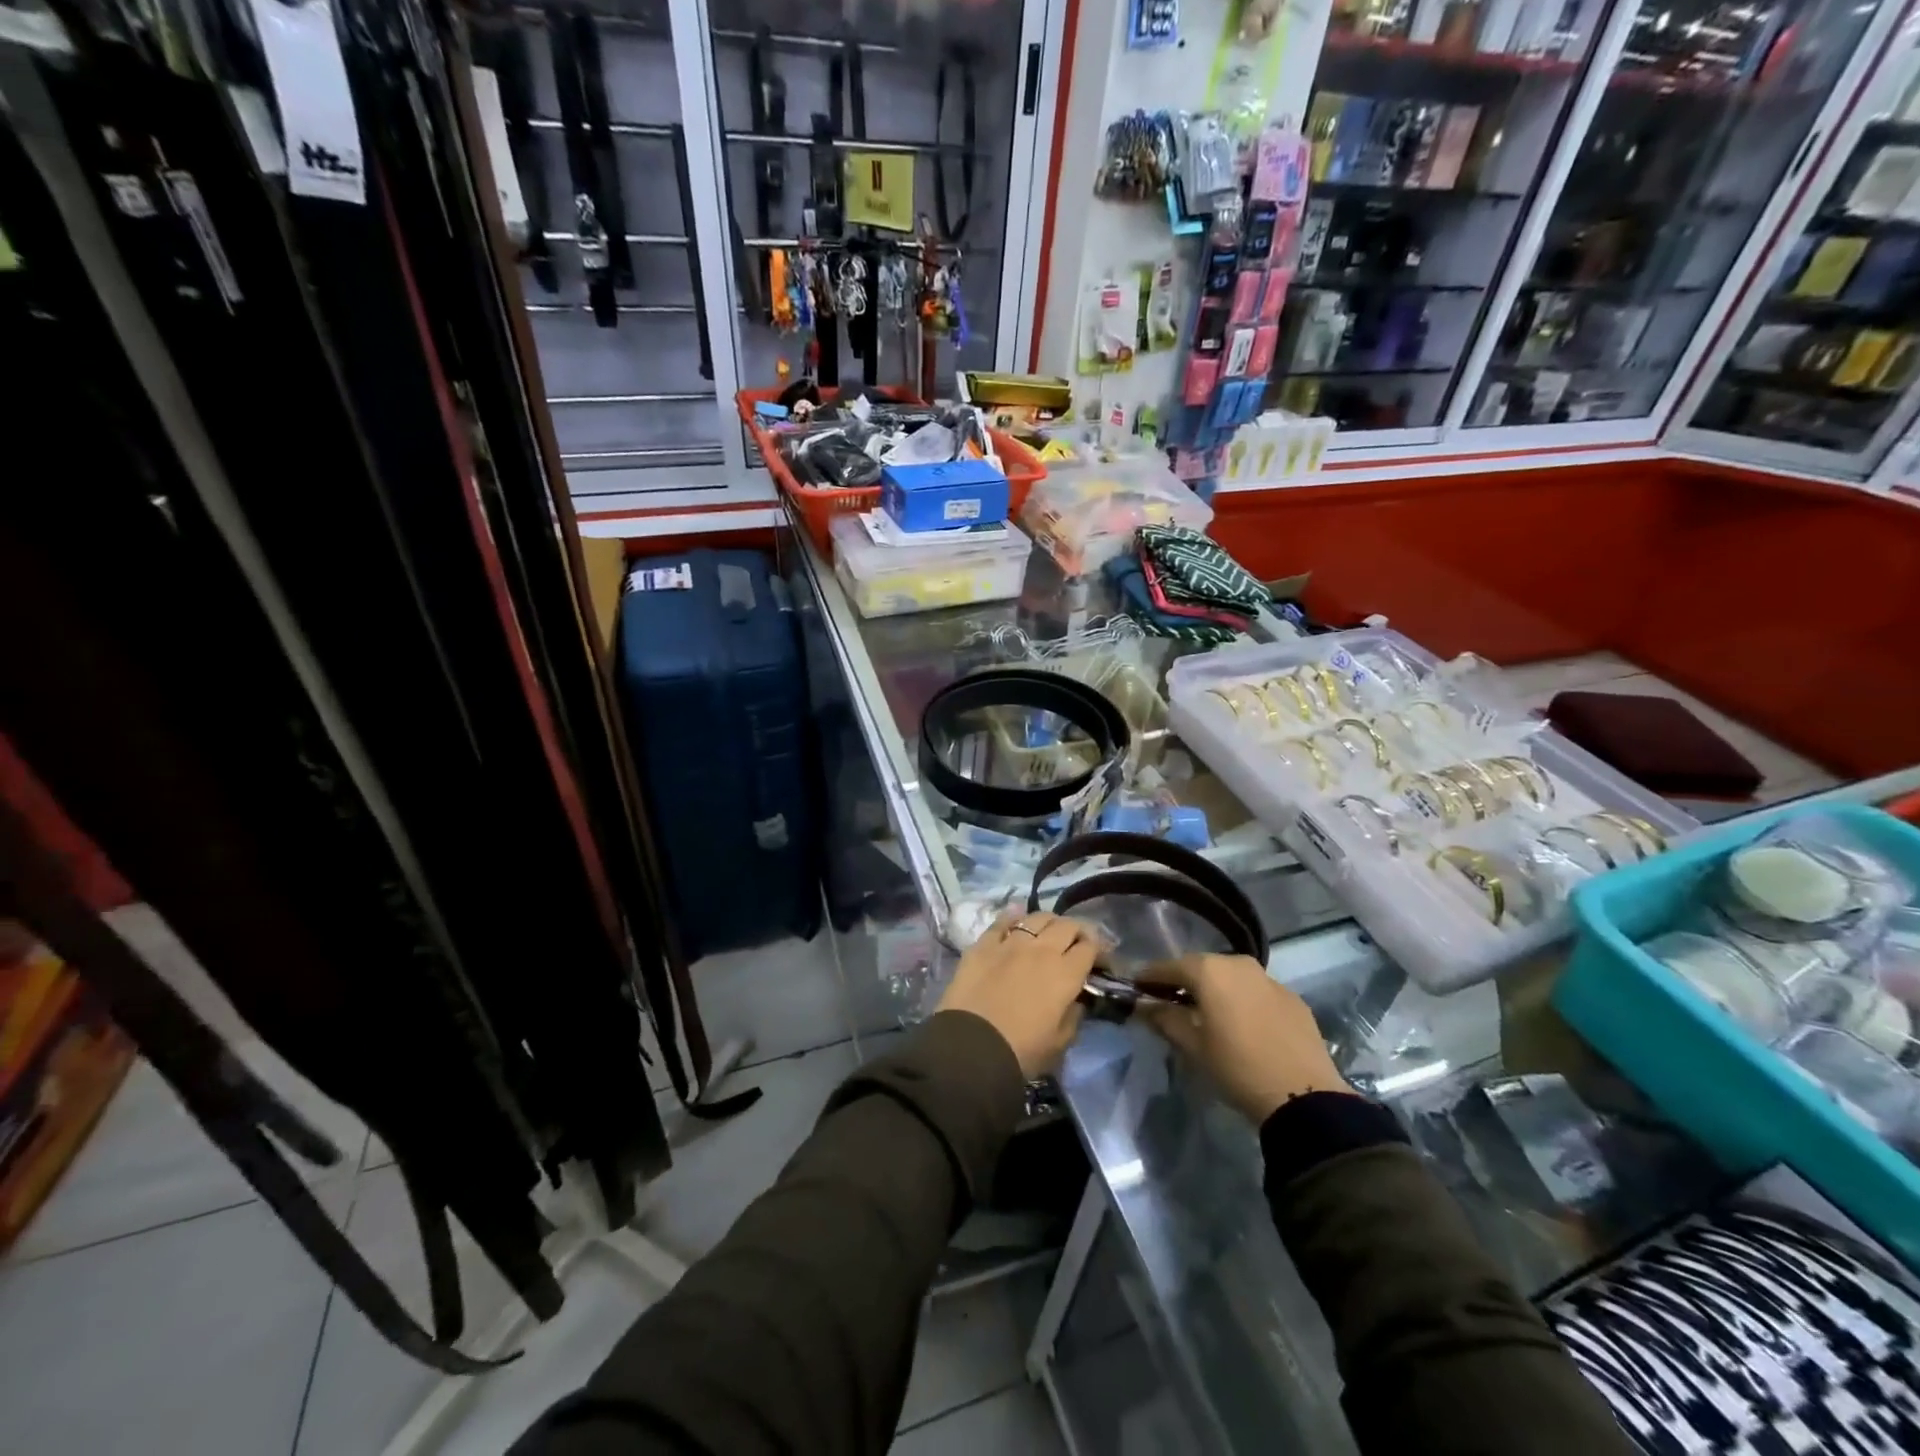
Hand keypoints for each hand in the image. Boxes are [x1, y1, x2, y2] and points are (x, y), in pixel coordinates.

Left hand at [936, 912, 1098, 1078]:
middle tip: (1076, 944)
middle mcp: (1042, 949)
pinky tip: (1016, 918)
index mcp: (1066, 973)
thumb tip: (1076, 1000)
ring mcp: (1011, 942)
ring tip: (1048, 932)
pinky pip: (1002, 921)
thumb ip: (1074, 1016)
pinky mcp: (983, 944)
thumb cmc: (1022, 1051)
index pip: (1090, 947)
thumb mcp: (1060, 1043)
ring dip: (1049, 922)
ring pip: (1037, 917)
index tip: (1099, 960)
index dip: (1099, 950)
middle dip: (1077, 931)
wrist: (971, 1047)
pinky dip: (1013, 917)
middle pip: (1067, 925)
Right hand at [1138, 953, 1351, 1122]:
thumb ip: (1164, 1018)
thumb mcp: (1192, 1045)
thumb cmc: (1237, 1067)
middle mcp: (1239, 963)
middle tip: (1168, 1001)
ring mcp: (1270, 979)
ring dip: (1214, 989)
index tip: (1136, 987)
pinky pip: (1256, 992)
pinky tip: (1240, 1024)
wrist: (1305, 1096)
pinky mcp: (1293, 998)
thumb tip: (1143, 1005)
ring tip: (1205, 1013)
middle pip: (1201, 967)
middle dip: (1183, 981)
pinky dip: (1241, 1000)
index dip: (1149, 977)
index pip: (1168, 966)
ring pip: (1231, 977)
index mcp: (1210, 970)